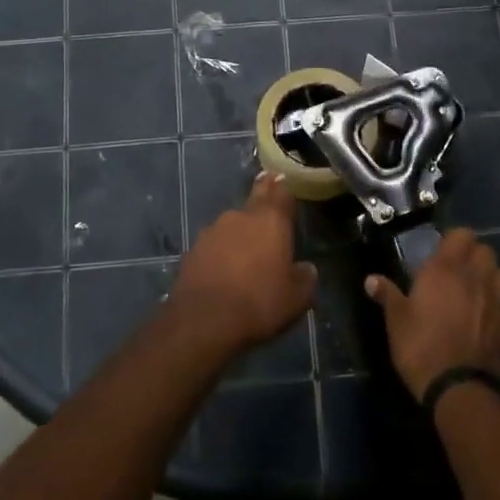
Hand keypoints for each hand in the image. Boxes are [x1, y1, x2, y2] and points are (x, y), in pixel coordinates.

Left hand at [169, 173, 316, 354]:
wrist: (204, 319)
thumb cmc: (260, 303)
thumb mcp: (296, 298)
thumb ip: (305, 278)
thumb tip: (306, 268)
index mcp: (271, 221)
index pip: (281, 192)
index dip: (283, 187)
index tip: (282, 179)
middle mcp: (241, 216)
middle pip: (255, 199)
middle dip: (262, 194)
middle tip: (266, 186)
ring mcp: (213, 230)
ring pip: (233, 223)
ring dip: (240, 230)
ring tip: (246, 248)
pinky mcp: (193, 249)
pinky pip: (214, 244)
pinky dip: (221, 250)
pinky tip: (223, 268)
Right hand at [365, 230, 499, 400]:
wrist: (455, 387)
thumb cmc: (419, 345)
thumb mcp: (396, 319)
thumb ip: (387, 294)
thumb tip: (370, 279)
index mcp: (446, 269)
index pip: (462, 235)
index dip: (455, 240)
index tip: (442, 251)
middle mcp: (475, 278)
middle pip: (486, 251)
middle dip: (475, 255)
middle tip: (459, 269)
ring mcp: (496, 303)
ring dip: (491, 278)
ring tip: (477, 290)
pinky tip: (493, 323)